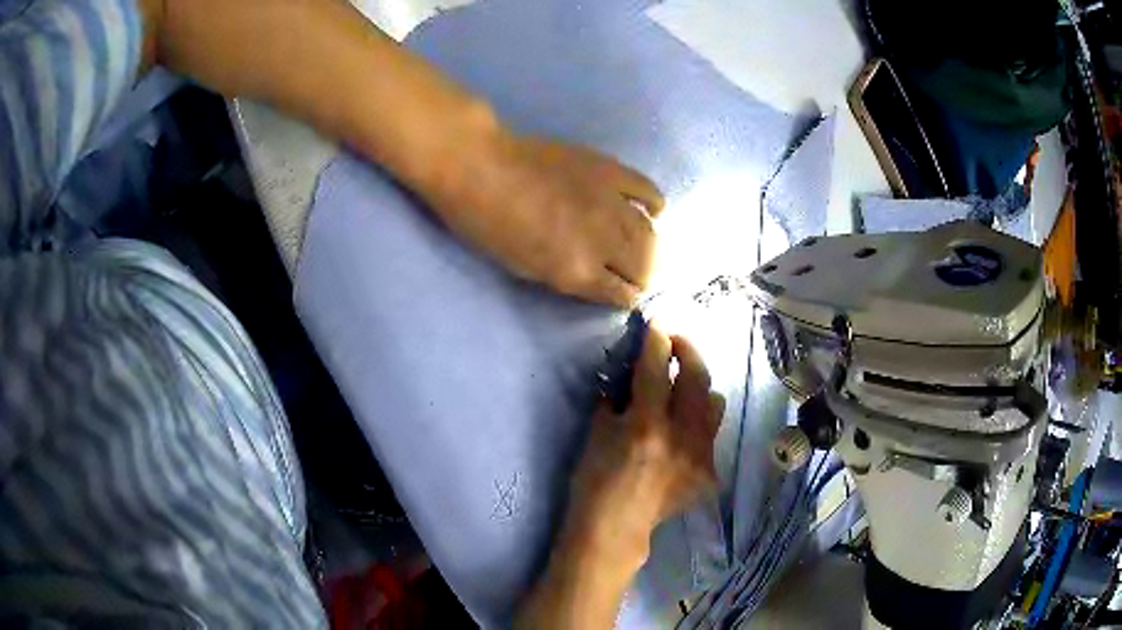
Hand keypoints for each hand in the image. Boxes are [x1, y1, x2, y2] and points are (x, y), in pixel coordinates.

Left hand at [431, 133, 664, 307]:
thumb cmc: (489, 225)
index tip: (624, 293)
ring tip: (643, 247)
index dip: (626, 297)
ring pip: (651, 234)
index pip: (624, 295)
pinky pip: (650, 192)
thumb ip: (569, 276)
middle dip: (643, 276)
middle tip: (636, 273)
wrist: (480, 167)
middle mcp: (603, 241)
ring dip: (651, 248)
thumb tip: (600, 278)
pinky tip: (649, 211)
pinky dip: (655, 206)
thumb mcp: (525, 268)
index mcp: (577, 271)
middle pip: (645, 267)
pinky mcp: (612, 171)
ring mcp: (611, 202)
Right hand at [564, 328, 724, 569]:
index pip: (656, 368)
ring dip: (698, 387)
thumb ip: (618, 397)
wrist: (616, 528)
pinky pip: (710, 434)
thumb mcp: (597, 433)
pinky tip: (679, 434)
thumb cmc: (595, 481)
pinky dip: (696, 423)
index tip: (657, 324)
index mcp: (645, 426)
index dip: (657, 339)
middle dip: (687, 350)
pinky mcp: (710, 471)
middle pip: (697, 377)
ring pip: (714, 403)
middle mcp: (681, 438)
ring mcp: (701, 456)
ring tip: (682, 390)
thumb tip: (633, 369)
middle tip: (675, 343)